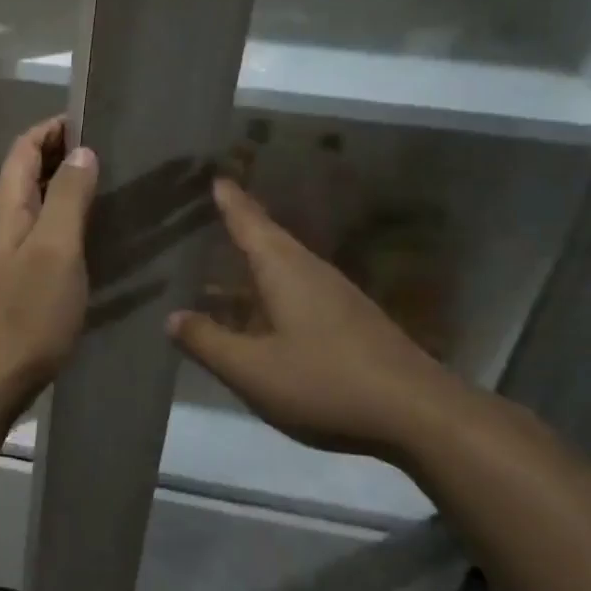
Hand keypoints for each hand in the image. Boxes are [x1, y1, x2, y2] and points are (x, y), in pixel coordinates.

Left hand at [0, 117, 97, 411]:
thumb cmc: (27, 312)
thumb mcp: (56, 249)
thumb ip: (68, 197)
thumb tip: (80, 151)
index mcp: (4, 205)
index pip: (25, 147)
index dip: (54, 128)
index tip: (93, 121)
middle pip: (25, 173)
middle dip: (61, 155)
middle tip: (109, 154)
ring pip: (30, 204)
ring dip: (61, 189)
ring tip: (104, 189)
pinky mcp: (5, 278)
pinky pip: (32, 233)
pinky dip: (57, 221)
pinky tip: (84, 237)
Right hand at [168, 178, 483, 462]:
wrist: (418, 412)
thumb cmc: (325, 381)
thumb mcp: (252, 369)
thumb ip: (208, 342)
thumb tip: (172, 317)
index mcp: (285, 271)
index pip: (250, 224)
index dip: (230, 202)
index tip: (216, 177)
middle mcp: (311, 272)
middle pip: (269, 239)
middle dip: (242, 225)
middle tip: (214, 211)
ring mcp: (336, 296)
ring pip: (285, 267)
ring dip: (255, 260)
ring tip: (225, 263)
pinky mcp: (350, 321)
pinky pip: (298, 290)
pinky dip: (271, 289)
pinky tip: (262, 312)